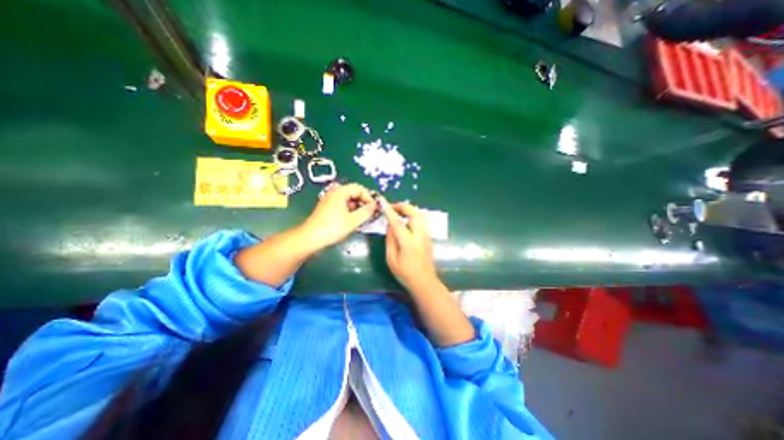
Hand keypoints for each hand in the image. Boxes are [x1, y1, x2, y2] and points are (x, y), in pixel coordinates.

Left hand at [301, 183, 375, 251]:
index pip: (359, 188)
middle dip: (364, 202)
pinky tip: (353, 221)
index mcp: (340, 192)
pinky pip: (343, 205)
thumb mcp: (353, 221)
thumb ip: (367, 212)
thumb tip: (376, 206)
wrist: (310, 238)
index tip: (374, 209)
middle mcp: (334, 193)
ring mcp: (330, 200)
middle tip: (370, 214)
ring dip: (357, 208)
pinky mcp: (327, 208)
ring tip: (362, 219)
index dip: (369, 197)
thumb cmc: (332, 228)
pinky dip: (350, 211)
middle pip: (354, 193)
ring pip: (349, 200)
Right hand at [382, 201, 440, 292]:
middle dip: (403, 206)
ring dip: (409, 210)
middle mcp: (420, 236)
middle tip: (393, 207)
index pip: (398, 223)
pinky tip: (406, 220)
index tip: (383, 203)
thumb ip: (390, 240)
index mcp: (408, 243)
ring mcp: (427, 236)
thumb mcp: (391, 259)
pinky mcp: (429, 237)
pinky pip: (422, 220)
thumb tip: (390, 225)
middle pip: (415, 213)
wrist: (424, 282)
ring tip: (399, 212)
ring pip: (420, 215)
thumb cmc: (405, 274)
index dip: (390, 211)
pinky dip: (413, 215)